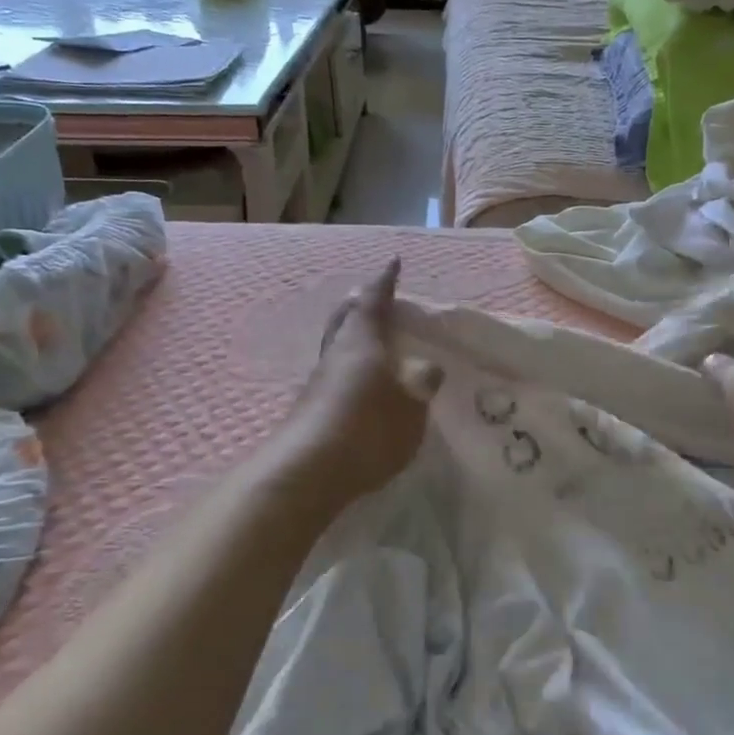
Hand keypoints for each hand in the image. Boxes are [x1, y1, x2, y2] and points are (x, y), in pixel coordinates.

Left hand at [276, 258, 442, 499]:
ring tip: (371, 341)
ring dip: (352, 337)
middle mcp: (336, 353)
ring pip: (337, 347)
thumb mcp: (411, 406)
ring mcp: (318, 382)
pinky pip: (334, 375)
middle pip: (346, 318)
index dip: (385, 281)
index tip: (393, 262)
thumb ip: (422, 382)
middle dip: (360, 305)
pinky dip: (349, 369)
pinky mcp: (310, 409)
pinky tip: (359, 386)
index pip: (375, 300)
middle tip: (374, 297)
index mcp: (362, 341)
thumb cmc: (368, 427)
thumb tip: (425, 367)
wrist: (308, 472)